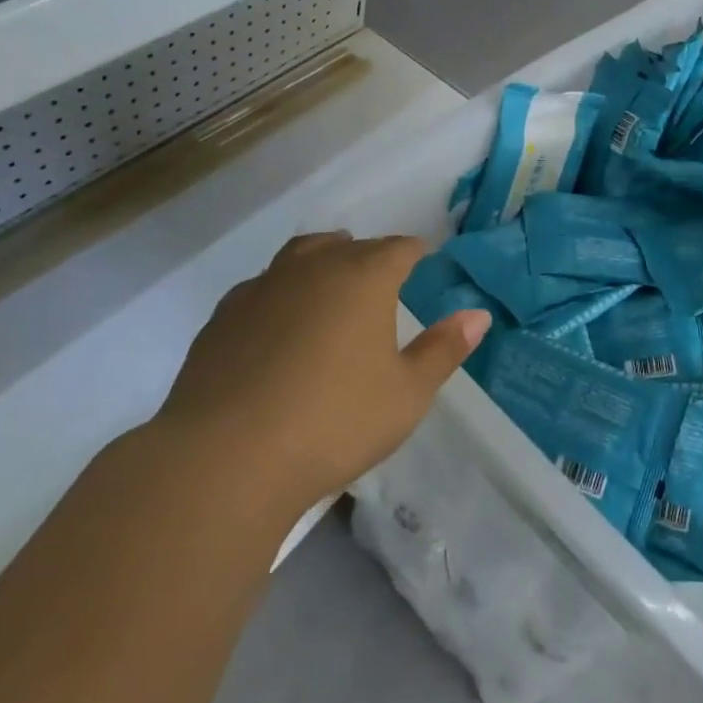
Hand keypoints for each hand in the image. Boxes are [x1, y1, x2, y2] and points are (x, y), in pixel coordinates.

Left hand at [153, 232, 489, 518]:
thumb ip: (443, 350)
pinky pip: (261, 287)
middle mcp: (313, 268)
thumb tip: (478, 316)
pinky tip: (278, 322)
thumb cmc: (334, 422)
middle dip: (369, 255)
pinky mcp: (223, 316)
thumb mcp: (406, 394)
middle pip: (348, 245)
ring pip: (300, 256)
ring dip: (321, 261)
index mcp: (363, 277)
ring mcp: (263, 287)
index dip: (416, 252)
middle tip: (381, 277)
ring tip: (331, 282)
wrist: (226, 457)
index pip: (399, 248)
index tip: (425, 260)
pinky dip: (280, 293)